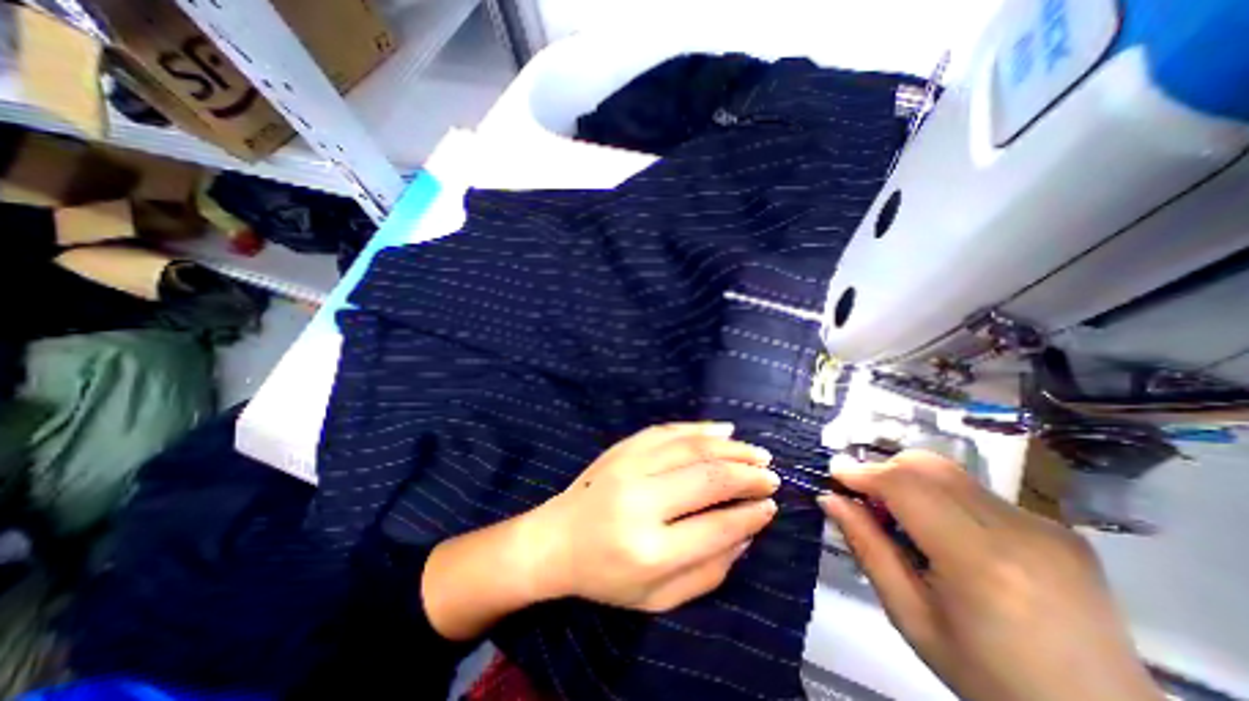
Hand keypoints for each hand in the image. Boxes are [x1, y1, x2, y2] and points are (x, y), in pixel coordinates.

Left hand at [520, 420, 776, 611]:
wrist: (554, 540)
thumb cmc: (605, 576)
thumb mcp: (658, 597)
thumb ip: (708, 571)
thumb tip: (746, 533)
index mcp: (649, 550)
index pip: (715, 527)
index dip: (749, 514)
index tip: (770, 506)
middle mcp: (640, 502)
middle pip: (707, 478)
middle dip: (747, 474)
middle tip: (770, 475)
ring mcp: (628, 467)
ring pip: (691, 447)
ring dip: (730, 447)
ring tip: (756, 452)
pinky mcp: (622, 448)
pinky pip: (667, 431)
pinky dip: (699, 428)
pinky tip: (722, 429)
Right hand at [821, 448, 1160, 699]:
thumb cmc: (990, 678)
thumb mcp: (911, 617)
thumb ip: (867, 548)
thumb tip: (830, 499)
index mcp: (980, 561)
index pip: (905, 485)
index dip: (863, 473)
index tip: (834, 478)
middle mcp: (1018, 531)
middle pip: (928, 466)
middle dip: (884, 470)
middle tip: (866, 500)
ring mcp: (1046, 526)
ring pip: (950, 473)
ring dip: (911, 483)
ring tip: (904, 521)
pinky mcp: (1058, 528)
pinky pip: (977, 491)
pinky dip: (943, 498)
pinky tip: (946, 535)